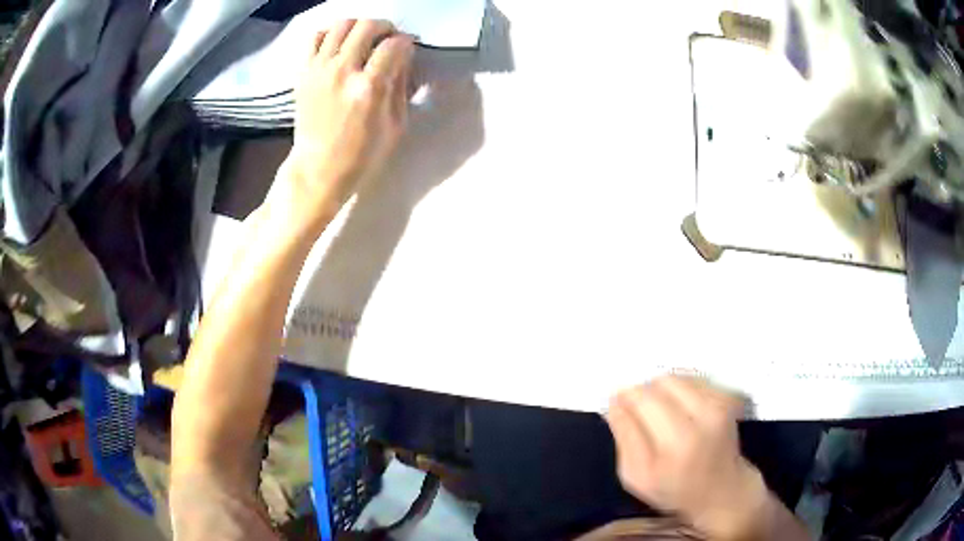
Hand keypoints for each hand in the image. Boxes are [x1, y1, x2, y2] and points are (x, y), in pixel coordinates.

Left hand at [276, 20, 414, 228]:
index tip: (408, 48)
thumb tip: (403, 57)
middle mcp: (342, 71)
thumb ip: (401, 85)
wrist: (317, 170)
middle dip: (385, 28)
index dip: (406, 42)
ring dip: (358, 26)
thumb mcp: (396, 126)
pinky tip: (339, 44)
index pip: (394, 45)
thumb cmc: (362, 155)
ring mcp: (319, 70)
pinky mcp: (303, 73)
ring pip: (341, 25)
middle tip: (388, 39)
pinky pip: (315, 37)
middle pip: (367, 26)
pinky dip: (330, 33)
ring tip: (363, 40)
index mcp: (369, 88)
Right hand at [606, 376, 770, 540]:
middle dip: (642, 392)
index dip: (625, 398)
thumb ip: (624, 438)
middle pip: (659, 384)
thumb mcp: (636, 477)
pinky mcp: (727, 398)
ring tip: (659, 412)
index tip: (616, 404)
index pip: (642, 401)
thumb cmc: (675, 490)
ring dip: (660, 390)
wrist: (722, 490)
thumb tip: (616, 402)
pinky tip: (679, 410)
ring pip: (676, 378)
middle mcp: (702, 417)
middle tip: (637, 411)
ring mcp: (719, 404)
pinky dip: (678, 390)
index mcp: (676, 443)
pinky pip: (692, 380)